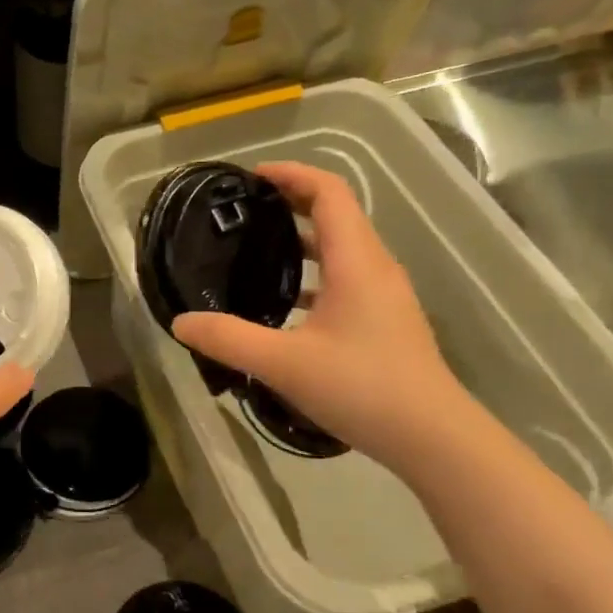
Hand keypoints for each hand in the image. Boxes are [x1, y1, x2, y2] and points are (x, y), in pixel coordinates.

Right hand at [172, 162, 466, 468]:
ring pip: (341, 248)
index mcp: (356, 261)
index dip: (291, 174)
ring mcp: (384, 294)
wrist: (432, 438)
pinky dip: (313, 274)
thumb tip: (180, 322)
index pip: (328, 192)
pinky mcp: (384, 320)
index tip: (250, 177)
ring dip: (301, 239)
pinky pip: (345, 277)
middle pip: (335, 214)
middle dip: (290, 202)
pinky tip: (284, 303)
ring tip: (256, 250)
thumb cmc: (362, 388)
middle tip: (244, 210)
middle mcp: (374, 267)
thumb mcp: (284, 364)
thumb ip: (228, 339)